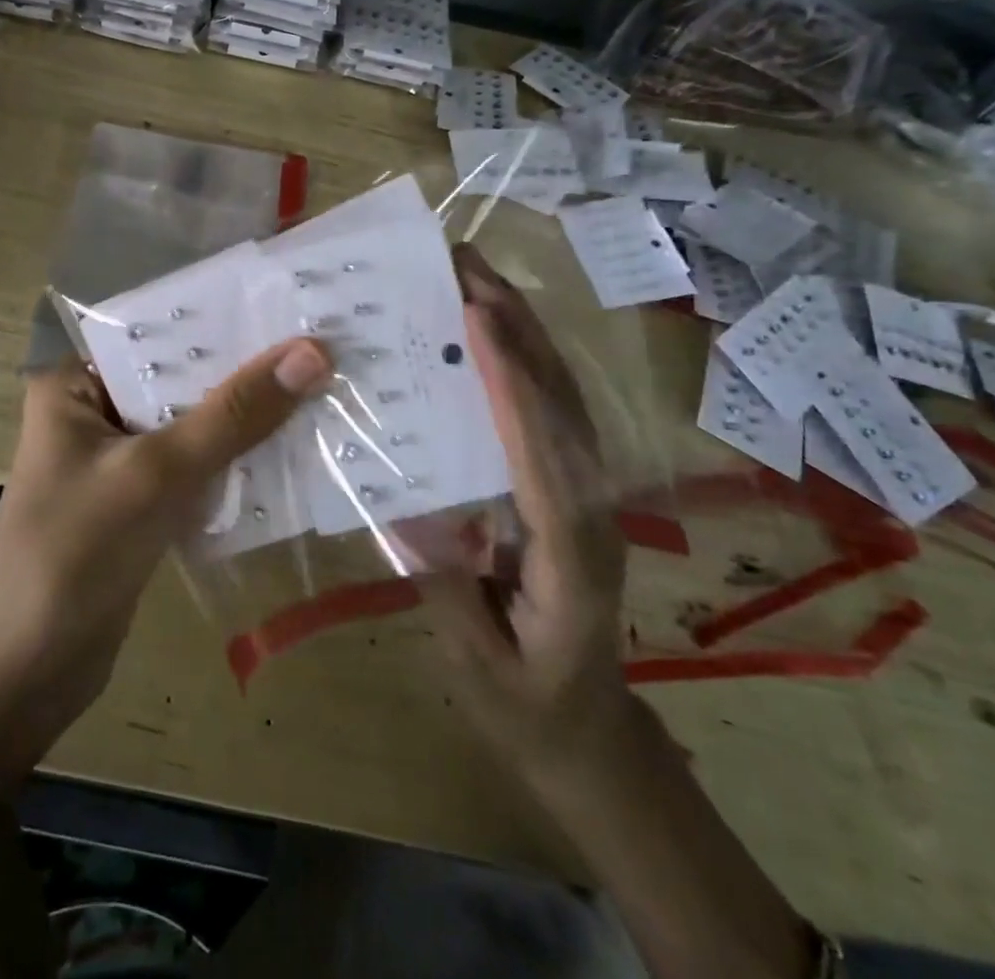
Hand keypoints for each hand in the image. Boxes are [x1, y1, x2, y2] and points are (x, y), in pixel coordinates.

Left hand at [0, 337, 333, 829]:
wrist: (23, 677)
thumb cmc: (73, 557)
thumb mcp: (156, 474)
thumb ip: (233, 415)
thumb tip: (312, 353)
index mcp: (76, 384)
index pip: (160, 334)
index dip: (224, 320)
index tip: (295, 306)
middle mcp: (96, 411)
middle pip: (182, 379)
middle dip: (246, 372)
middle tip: (327, 347)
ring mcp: (118, 460)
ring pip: (195, 425)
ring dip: (249, 418)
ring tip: (325, 387)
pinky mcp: (140, 503)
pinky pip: (197, 468)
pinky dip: (237, 462)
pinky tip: (295, 450)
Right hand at [424, 244, 631, 780]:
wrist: (589, 730)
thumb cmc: (528, 703)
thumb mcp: (477, 662)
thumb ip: (446, 586)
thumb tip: (403, 504)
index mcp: (568, 552)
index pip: (539, 453)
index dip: (510, 382)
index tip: (475, 317)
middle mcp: (591, 506)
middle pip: (561, 403)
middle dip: (517, 326)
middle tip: (465, 264)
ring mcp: (589, 491)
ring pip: (564, 396)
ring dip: (524, 329)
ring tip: (476, 277)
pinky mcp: (574, 485)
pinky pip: (554, 411)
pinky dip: (526, 359)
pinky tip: (494, 331)